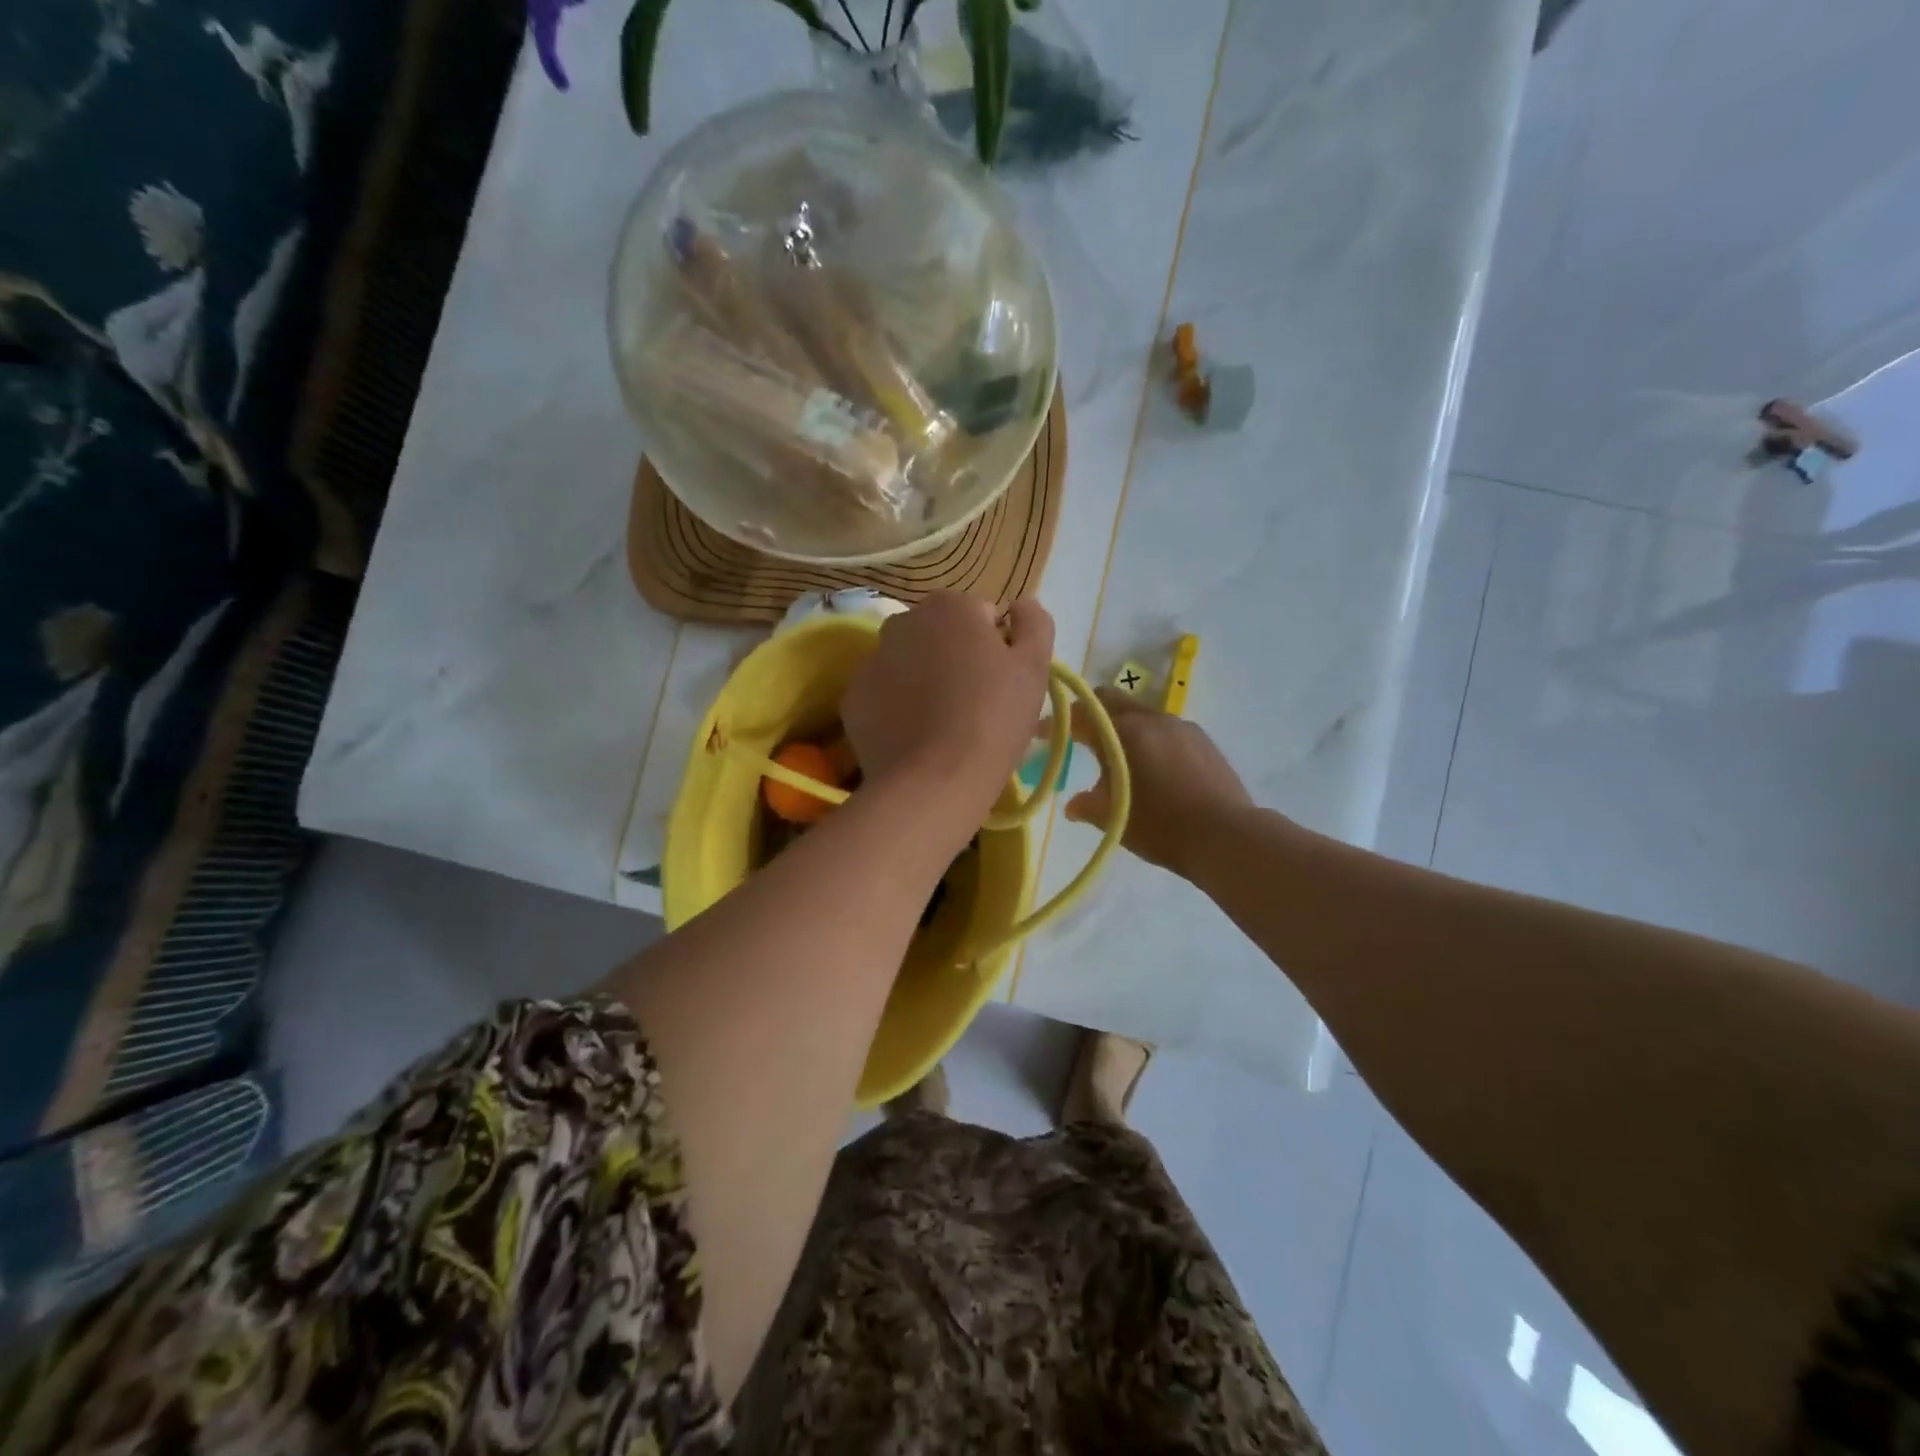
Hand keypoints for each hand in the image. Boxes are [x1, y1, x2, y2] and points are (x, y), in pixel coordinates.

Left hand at [842, 593, 1054, 833]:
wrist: (934, 782)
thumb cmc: (993, 719)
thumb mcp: (1034, 668)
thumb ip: (1034, 623)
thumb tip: (1022, 603)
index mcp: (949, 607)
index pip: (981, 617)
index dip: (996, 649)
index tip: (1001, 683)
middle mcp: (902, 622)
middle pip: (939, 637)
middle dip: (955, 659)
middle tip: (974, 704)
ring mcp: (871, 661)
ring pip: (908, 665)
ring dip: (924, 681)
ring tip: (943, 725)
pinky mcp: (853, 699)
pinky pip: (884, 696)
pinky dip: (898, 709)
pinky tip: (916, 738)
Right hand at [1066, 688, 1252, 876]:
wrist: (1226, 836)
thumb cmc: (1161, 826)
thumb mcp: (1114, 818)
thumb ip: (1088, 805)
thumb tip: (1073, 804)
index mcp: (1123, 733)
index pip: (1079, 715)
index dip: (1055, 722)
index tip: (1040, 733)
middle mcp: (1150, 719)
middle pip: (1111, 700)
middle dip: (1090, 712)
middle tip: (1076, 734)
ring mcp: (1180, 726)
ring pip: (1140, 714)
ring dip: (1121, 726)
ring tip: (1118, 755)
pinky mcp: (1202, 740)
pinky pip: (1165, 729)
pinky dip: (1149, 738)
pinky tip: (1153, 766)